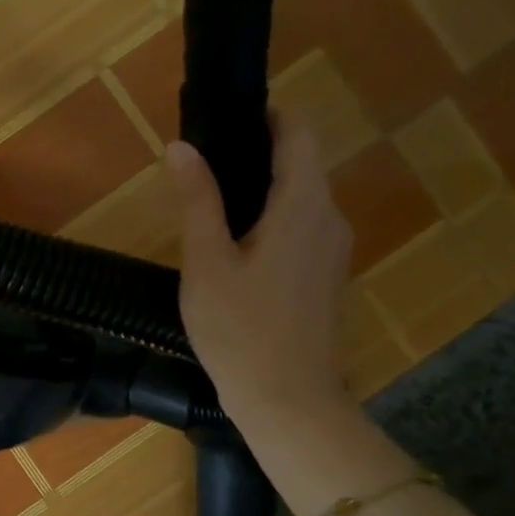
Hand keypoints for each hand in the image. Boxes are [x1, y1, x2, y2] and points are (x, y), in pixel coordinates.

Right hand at [167, 115, 354, 430]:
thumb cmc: (240, 329)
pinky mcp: (325, 276)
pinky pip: (302, 227)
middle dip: (259, 152)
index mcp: (303, 208)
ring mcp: (332, 251)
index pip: (298, 136)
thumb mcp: (206, 261)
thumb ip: (197, 200)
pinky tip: (235, 241)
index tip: (228, 116)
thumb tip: (181, 147)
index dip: (269, 116)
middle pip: (302, 165)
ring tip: (211, 197)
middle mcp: (329, 220)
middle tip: (204, 159)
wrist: (287, 399)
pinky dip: (272, 217)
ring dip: (263, 187)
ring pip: (302, 198)